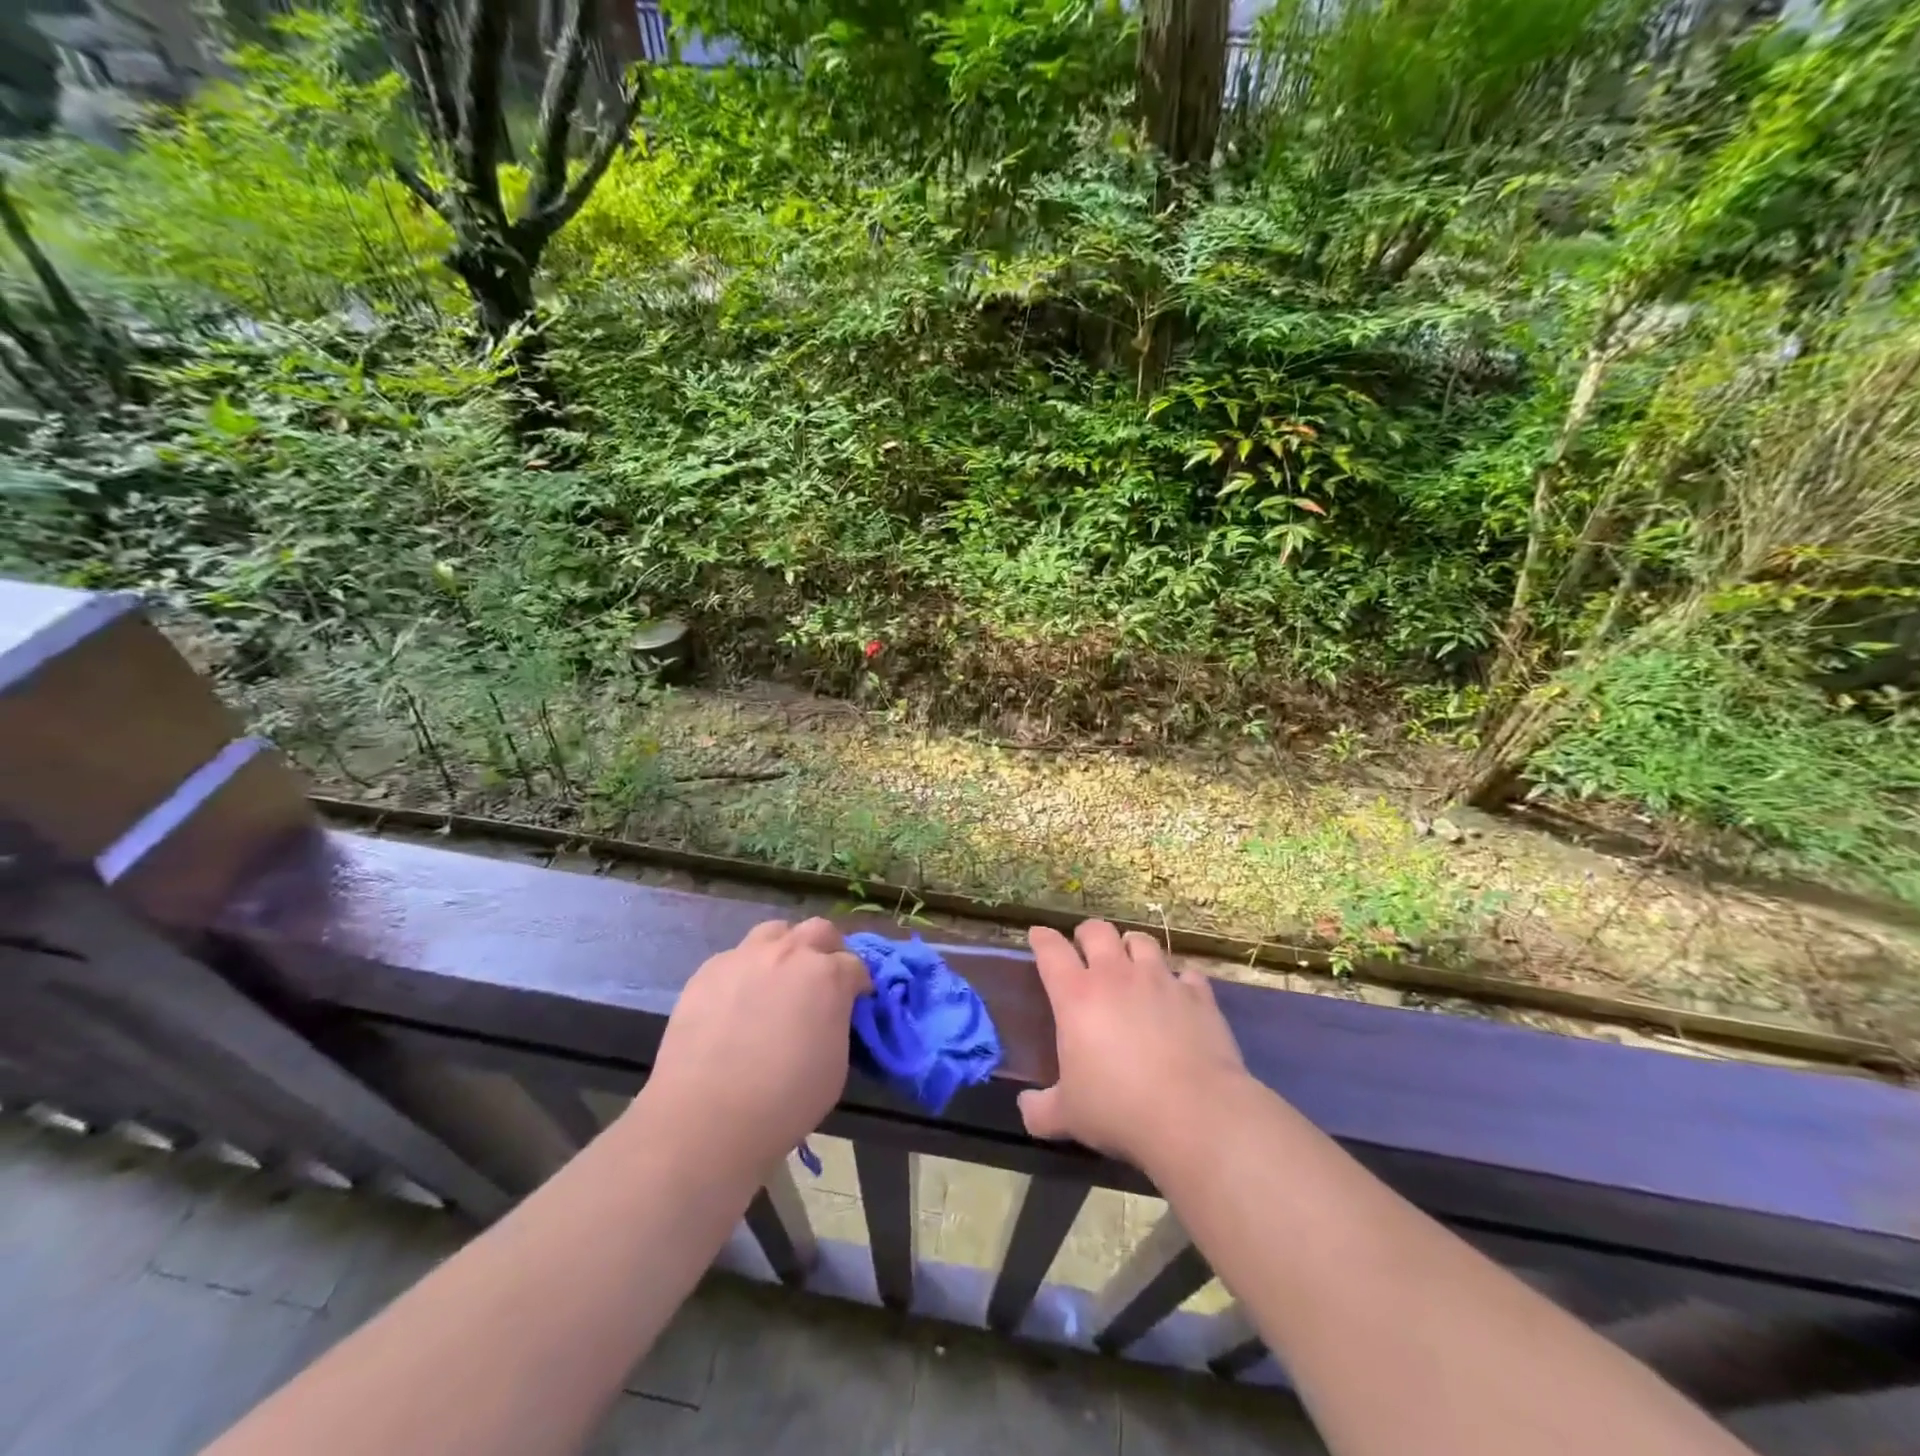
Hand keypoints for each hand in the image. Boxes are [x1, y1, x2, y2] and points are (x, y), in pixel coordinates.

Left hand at [637, 918, 870, 1172]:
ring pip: (775, 932)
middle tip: (823, 979)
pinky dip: (747, 971)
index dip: (858, 984)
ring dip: (786, 948)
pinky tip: (739, 1001)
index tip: (855, 1001)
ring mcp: (745, 957)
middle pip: (819, 930)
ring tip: (779, 979)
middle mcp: (790, 953)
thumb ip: (836, 1024)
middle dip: (828, 949)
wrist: (706, 1116)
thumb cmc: (784, 1099)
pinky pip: (736, 958)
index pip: (855, 965)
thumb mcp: (835, 1065)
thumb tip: (829, 1014)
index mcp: (828, 975)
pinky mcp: (709, 970)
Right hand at [1018, 920, 1249, 1174]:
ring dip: (1131, 947)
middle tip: (1085, 948)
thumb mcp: (1067, 1117)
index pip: (1051, 950)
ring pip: (1142, 941)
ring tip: (1131, 962)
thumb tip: (1026, 1107)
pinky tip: (1178, 995)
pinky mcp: (1198, 995)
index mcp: (1076, 996)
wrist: (1195, 1115)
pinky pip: (1186, 973)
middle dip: (1087, 934)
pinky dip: (1179, 980)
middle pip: (1097, 931)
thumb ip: (1040, 1109)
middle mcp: (1116, 976)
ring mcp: (1160, 980)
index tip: (1038, 935)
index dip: (1042, 938)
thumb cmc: (1119, 1109)